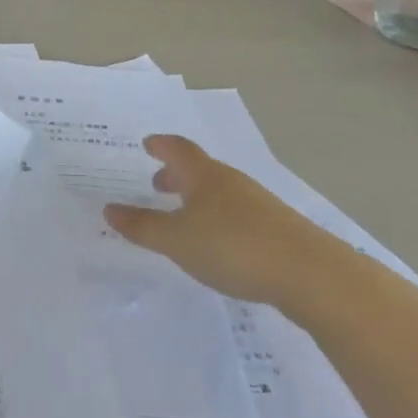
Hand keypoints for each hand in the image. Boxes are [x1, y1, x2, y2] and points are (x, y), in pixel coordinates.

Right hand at [104, 135, 334, 307]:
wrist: (309, 273)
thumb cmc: (233, 246)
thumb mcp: (177, 240)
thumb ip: (142, 226)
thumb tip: (108, 208)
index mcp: (204, 176)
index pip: (178, 149)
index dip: (161, 145)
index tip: (148, 144)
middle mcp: (230, 181)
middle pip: (200, 169)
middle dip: (177, 174)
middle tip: (158, 183)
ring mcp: (257, 203)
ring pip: (219, 191)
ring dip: (198, 197)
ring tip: (185, 216)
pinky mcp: (277, 228)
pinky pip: (237, 212)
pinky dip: (219, 217)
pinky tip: (218, 242)